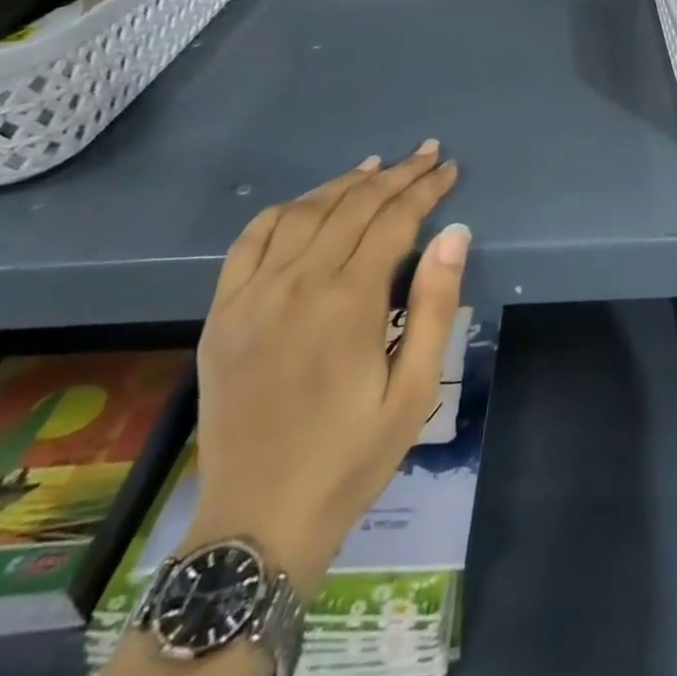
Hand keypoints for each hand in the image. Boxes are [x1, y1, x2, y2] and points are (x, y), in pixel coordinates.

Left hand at [186, 141, 468, 597]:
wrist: (258, 521)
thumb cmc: (350, 457)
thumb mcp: (414, 391)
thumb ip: (434, 305)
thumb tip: (454, 234)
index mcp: (348, 302)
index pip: (394, 220)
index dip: (425, 189)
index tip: (448, 168)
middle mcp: (297, 284)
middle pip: (353, 206)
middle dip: (396, 175)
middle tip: (426, 154)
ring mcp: (252, 295)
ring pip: (304, 212)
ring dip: (344, 183)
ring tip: (376, 166)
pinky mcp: (222, 312)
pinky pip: (251, 239)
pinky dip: (283, 210)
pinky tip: (308, 202)